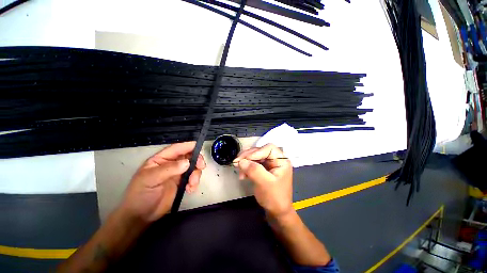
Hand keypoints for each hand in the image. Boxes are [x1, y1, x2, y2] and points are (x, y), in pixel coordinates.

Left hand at [119, 142, 205, 223]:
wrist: (141, 216)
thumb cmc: (141, 194)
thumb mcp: (150, 179)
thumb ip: (169, 169)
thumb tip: (187, 162)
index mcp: (161, 159)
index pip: (177, 149)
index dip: (188, 146)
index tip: (199, 147)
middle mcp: (171, 164)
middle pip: (189, 156)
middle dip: (197, 160)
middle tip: (201, 167)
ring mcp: (178, 173)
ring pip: (193, 167)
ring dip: (196, 174)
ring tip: (192, 184)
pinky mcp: (182, 183)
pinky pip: (193, 178)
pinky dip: (195, 183)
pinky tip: (190, 190)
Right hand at [234, 144, 292, 218]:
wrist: (277, 212)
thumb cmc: (274, 198)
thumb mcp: (264, 183)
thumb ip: (253, 170)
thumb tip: (241, 161)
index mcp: (281, 160)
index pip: (269, 148)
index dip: (256, 152)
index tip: (245, 160)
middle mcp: (276, 159)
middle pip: (260, 151)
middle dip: (247, 156)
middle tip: (236, 162)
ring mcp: (270, 164)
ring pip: (255, 156)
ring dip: (245, 162)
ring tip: (238, 170)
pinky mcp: (264, 169)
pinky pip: (253, 163)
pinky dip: (246, 167)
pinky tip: (242, 174)